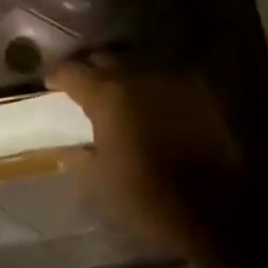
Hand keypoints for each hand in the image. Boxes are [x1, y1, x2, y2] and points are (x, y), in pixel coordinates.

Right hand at [47, 56, 250, 254]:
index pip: (71, 71)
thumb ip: (78, 155)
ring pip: (135, 62)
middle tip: (82, 89)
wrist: (217, 209)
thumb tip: (65, 145)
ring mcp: (171, 77)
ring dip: (121, 73)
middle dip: (89, 70)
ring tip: (116, 92)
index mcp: (108, 95)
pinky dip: (149, 83)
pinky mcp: (197, 88)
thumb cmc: (149, 198)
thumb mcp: (100, 183)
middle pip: (104, 58)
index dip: (56, 76)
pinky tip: (148, 101)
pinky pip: (163, 74)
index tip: (50, 86)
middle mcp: (137, 74)